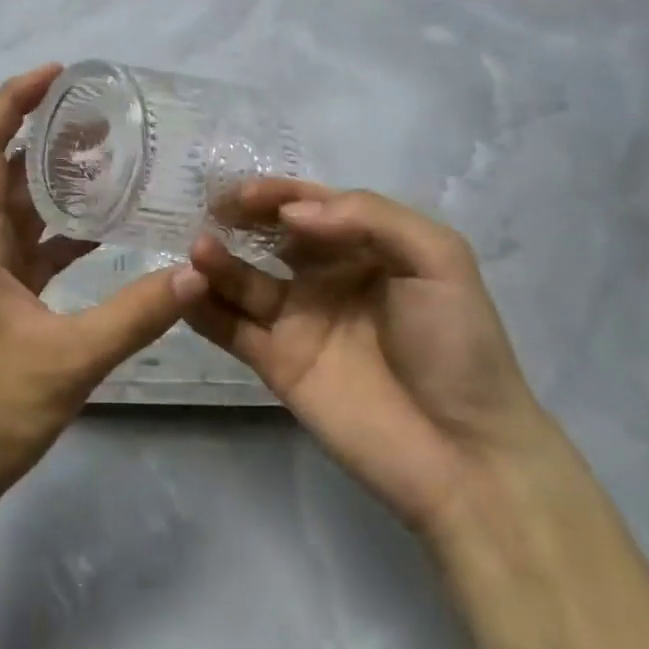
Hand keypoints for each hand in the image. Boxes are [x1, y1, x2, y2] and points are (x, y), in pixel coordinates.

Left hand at [0, 64, 208, 501]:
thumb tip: (195, 272)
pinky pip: (29, 245)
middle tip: (99, 116)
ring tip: (104, 156)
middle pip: (2, 169)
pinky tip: (100, 227)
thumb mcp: (70, 359)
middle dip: (44, 134)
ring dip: (52, 179)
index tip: (57, 73)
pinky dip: (60, 228)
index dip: (14, 102)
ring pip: (16, 206)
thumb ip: (136, 314)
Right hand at [186, 180, 552, 536]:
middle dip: (239, 218)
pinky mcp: (276, 363)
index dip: (277, 194)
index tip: (244, 193)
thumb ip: (369, 217)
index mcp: (366, 248)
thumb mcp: (437, 259)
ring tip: (198, 250)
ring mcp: (298, 321)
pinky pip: (230, 328)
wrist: (465, 454)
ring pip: (243, 280)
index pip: (311, 206)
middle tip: (210, 211)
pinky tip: (183, 291)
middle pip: (270, 237)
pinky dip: (202, 309)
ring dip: (216, 261)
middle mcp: (326, 278)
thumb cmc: (457, 345)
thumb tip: (291, 215)